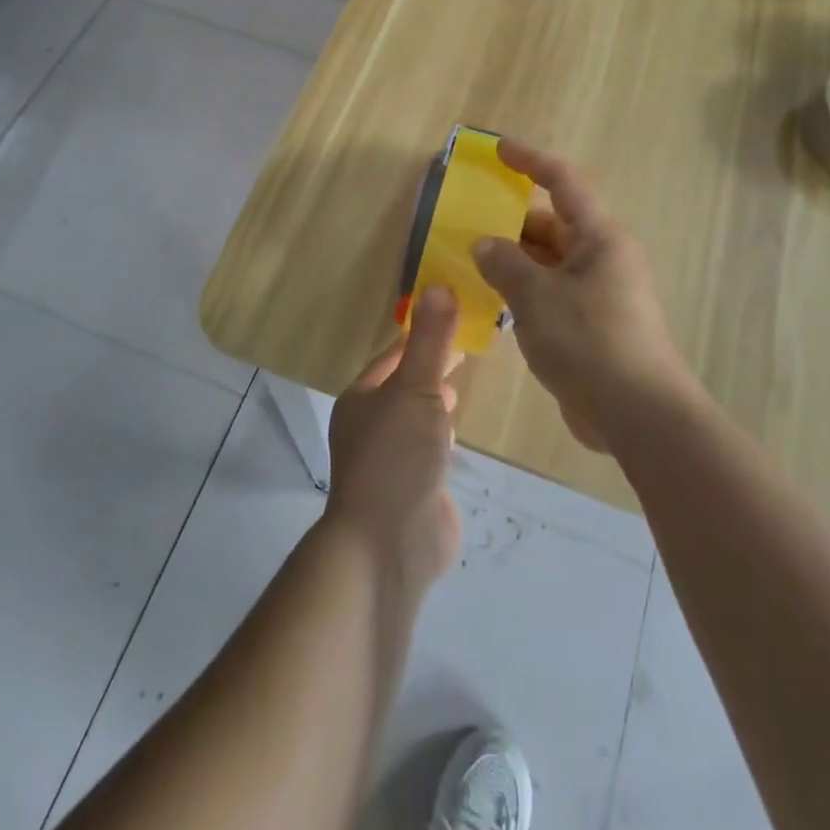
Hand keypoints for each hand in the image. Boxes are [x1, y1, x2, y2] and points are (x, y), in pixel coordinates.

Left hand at [323, 287, 463, 591]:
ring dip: (433, 403)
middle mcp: (370, 426)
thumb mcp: (415, 388)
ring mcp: (390, 461)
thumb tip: (438, 284)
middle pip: (403, 386)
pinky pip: (428, 452)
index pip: (392, 356)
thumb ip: (431, 340)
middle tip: (467, 349)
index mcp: (362, 399)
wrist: (388, 545)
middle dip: (429, 368)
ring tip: (461, 386)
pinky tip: (458, 435)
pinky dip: (441, 437)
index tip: (452, 317)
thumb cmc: (396, 456)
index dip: (420, 335)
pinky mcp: (412, 491)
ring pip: (414, 419)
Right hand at [471, 141, 690, 451]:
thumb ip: (505, 264)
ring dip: (514, 260)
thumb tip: (485, 244)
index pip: (563, 181)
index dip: (530, 160)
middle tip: (468, 222)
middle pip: (553, 224)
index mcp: (599, 238)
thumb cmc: (590, 343)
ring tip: (470, 262)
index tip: (498, 150)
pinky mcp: (591, 325)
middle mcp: (601, 257)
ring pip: (549, 262)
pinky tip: (492, 303)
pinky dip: (523, 291)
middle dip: (511, 221)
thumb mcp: (537, 298)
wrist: (639, 416)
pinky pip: (551, 293)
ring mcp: (598, 293)